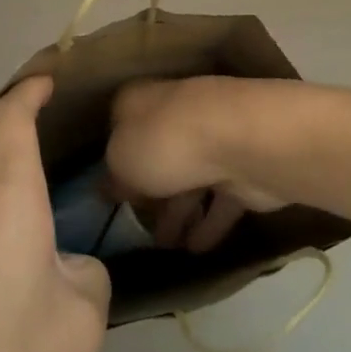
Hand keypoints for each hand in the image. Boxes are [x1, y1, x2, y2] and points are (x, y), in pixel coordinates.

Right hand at [106, 77, 288, 252]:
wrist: (243, 143)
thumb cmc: (166, 142)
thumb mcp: (120, 160)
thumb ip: (113, 176)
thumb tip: (110, 187)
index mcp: (141, 102)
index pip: (120, 126)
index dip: (114, 158)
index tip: (106, 190)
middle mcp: (177, 114)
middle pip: (158, 156)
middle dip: (149, 191)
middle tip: (135, 226)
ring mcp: (214, 142)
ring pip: (190, 181)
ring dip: (179, 214)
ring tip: (165, 247)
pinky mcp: (243, 171)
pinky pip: (220, 202)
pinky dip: (209, 224)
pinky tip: (196, 249)